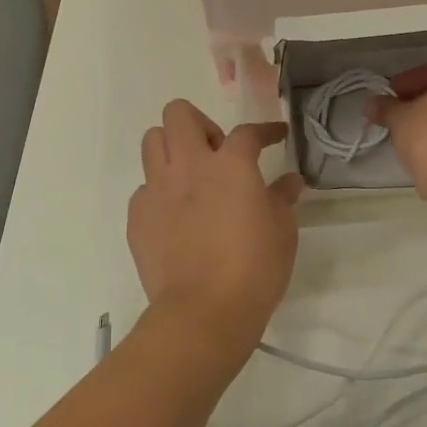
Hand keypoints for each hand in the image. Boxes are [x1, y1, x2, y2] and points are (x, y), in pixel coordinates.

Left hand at [129, 101, 303, 349]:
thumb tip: (289, 181)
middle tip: (216, 153)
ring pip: (152, 142)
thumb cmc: (253, 269)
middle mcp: (188, 166)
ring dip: (172, 149)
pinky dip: (160, 192)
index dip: (265, 130)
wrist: (203, 311)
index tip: (275, 136)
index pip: (247, 131)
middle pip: (179, 114)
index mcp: (229, 164)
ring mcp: (156, 189)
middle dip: (199, 124)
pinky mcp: (137, 216)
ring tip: (190, 177)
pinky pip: (144, 188)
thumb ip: (282, 198)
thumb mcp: (282, 232)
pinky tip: (176, 217)